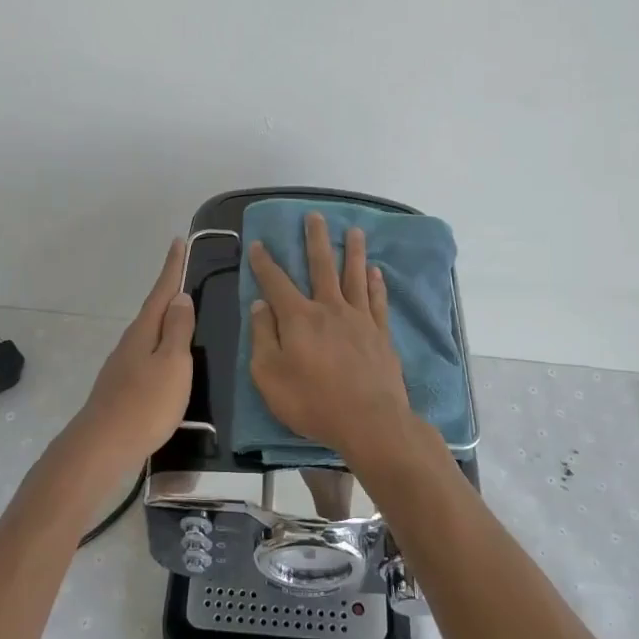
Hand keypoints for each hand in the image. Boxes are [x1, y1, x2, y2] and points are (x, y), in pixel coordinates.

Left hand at [68, 240, 195, 469]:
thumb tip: (180, 297)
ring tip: (182, 314)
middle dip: (169, 291)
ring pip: (149, 333)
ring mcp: (123, 365)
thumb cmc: (145, 403)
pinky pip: (146, 354)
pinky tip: (166, 358)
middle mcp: (131, 342)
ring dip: (165, 320)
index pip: (162, 291)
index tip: (177, 241)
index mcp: (144, 331)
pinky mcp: (122, 387)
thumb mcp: (172, 364)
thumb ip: (178, 331)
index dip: (172, 267)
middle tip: (184, 274)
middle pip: (154, 310)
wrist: (103, 447)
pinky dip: (160, 345)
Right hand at [248, 212, 412, 467]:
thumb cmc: (313, 402)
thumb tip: (259, 305)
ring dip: (353, 251)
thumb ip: (262, 337)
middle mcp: (329, 308)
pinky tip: (375, 271)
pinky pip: (377, 300)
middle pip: (321, 266)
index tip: (257, 244)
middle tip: (314, 216)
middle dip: (315, 239)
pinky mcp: (380, 334)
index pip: (276, 282)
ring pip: (354, 276)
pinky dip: (376, 283)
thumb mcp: (270, 376)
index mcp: (298, 318)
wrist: (370, 421)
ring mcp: (359, 319)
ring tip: (354, 230)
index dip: (264, 263)